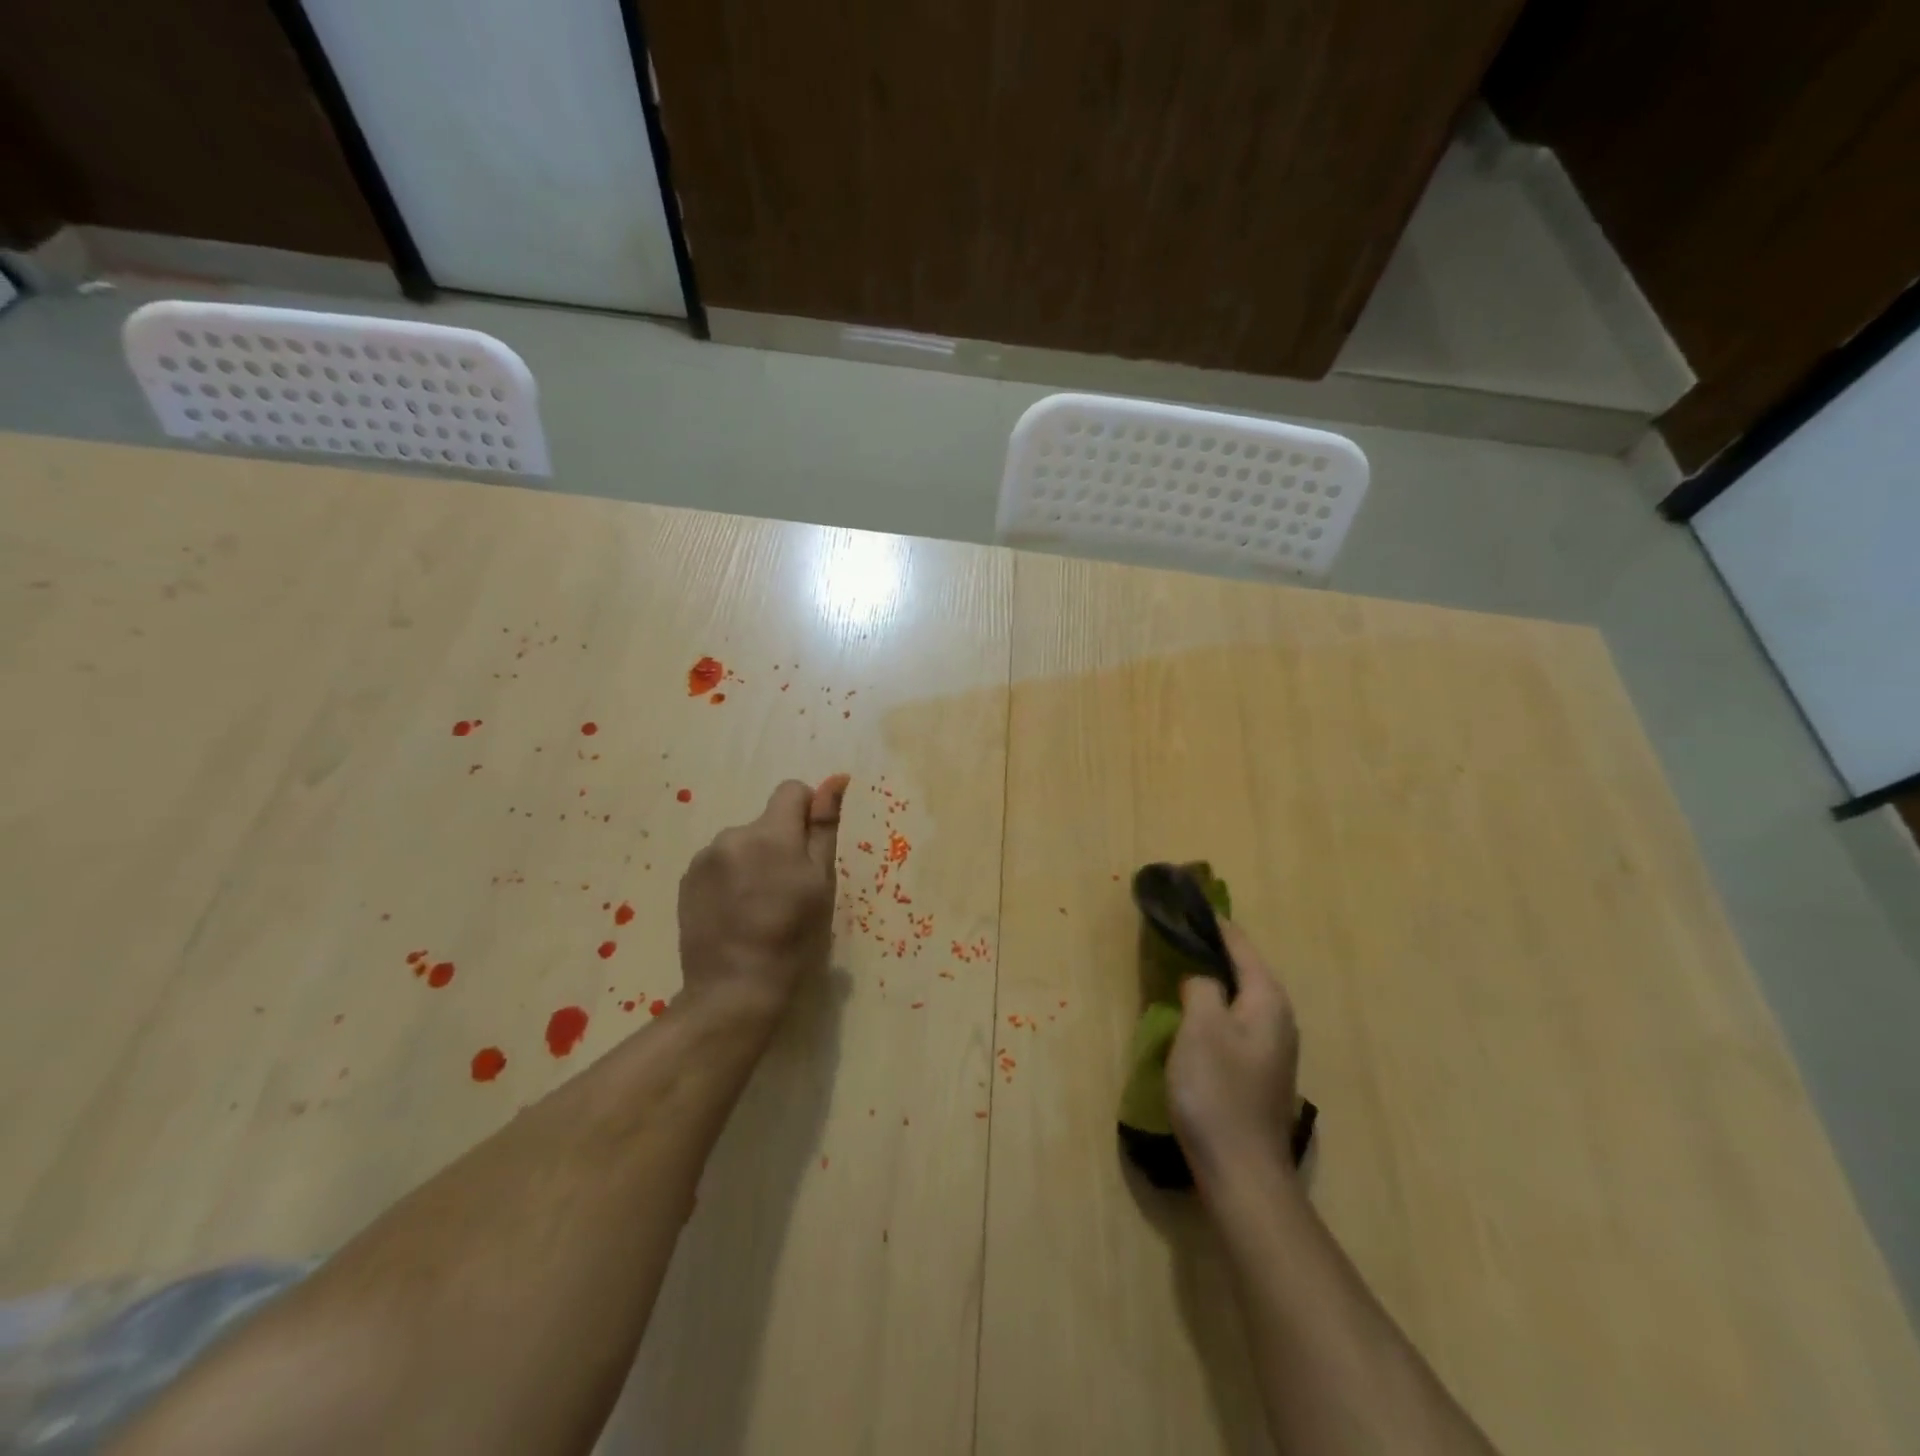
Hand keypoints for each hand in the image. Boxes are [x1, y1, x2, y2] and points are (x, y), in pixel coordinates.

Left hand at [676, 775, 847, 1024]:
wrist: (734, 988)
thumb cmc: (794, 937)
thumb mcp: (821, 882)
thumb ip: (825, 826)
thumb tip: (836, 779)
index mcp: (771, 833)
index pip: (792, 791)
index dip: (807, 813)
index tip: (809, 852)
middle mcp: (733, 834)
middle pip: (766, 821)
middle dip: (780, 843)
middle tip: (788, 890)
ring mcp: (704, 858)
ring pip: (742, 843)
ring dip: (753, 861)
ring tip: (759, 906)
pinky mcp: (686, 880)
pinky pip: (719, 863)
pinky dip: (730, 878)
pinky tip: (735, 913)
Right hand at [1166, 919, 1300, 1186]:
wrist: (1242, 1171)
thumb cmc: (1218, 1092)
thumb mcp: (1201, 1027)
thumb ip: (1202, 988)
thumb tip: (1202, 979)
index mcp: (1268, 1001)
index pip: (1240, 945)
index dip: (1214, 923)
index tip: (1189, 901)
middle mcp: (1279, 1018)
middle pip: (1245, 969)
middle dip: (1214, 948)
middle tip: (1178, 932)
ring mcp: (1273, 1048)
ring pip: (1241, 997)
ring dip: (1215, 979)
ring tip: (1182, 965)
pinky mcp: (1260, 1071)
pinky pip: (1237, 1021)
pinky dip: (1216, 1007)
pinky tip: (1194, 1015)